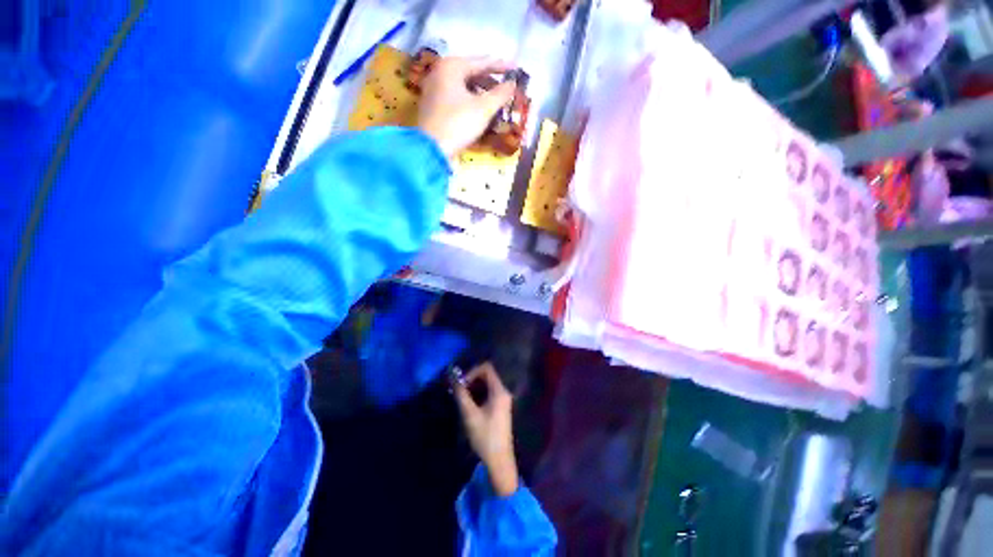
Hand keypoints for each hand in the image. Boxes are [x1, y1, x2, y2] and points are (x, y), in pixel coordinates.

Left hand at [417, 57, 516, 157]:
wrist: (432, 148)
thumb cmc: (458, 124)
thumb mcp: (484, 109)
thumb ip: (500, 93)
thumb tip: (513, 83)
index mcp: (452, 66)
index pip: (482, 62)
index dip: (500, 66)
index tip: (516, 68)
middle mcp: (439, 72)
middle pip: (470, 72)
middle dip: (489, 79)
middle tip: (506, 86)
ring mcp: (433, 88)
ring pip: (462, 85)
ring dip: (480, 91)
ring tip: (494, 99)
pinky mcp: (432, 105)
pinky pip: (455, 96)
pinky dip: (468, 99)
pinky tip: (478, 109)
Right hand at [453, 362, 518, 496]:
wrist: (499, 461)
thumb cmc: (485, 436)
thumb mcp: (470, 414)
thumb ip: (461, 394)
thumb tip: (453, 378)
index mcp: (499, 390)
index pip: (487, 368)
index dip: (472, 371)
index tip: (461, 384)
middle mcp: (503, 392)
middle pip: (487, 376)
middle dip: (471, 380)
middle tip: (458, 391)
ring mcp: (503, 400)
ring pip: (487, 385)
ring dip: (473, 388)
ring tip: (461, 398)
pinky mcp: (500, 408)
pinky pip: (488, 394)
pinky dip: (478, 395)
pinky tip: (468, 406)